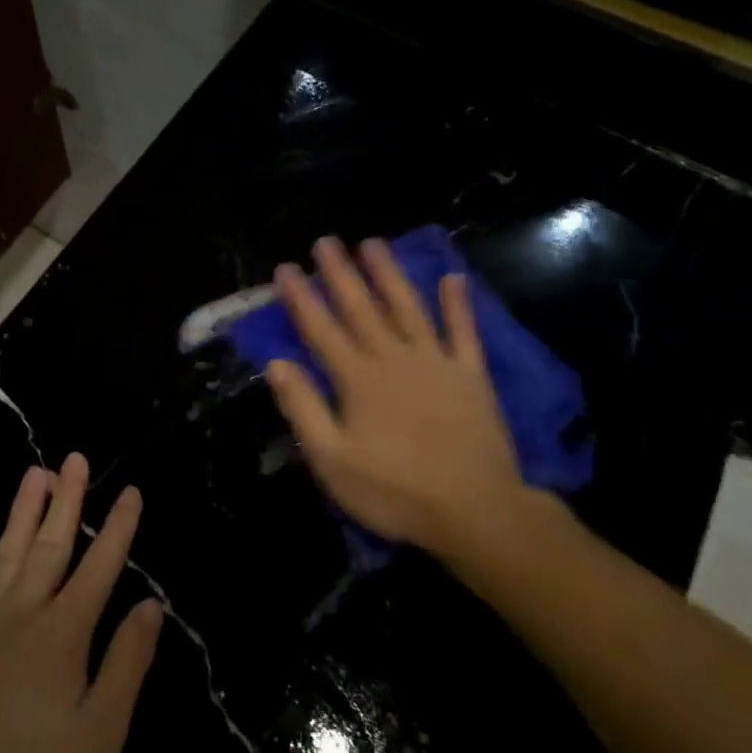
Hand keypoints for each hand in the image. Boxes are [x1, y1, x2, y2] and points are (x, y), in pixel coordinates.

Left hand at [0, 458, 162, 752]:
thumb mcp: (98, 736)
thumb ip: (126, 664)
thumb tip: (151, 605)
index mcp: (63, 633)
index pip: (99, 567)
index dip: (117, 527)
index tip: (130, 490)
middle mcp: (22, 611)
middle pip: (51, 544)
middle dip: (67, 499)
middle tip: (74, 458)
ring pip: (6, 551)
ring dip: (22, 510)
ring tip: (35, 472)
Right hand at [264, 236, 532, 563]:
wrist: (476, 511)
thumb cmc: (395, 491)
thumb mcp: (333, 461)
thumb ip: (304, 409)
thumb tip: (276, 364)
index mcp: (357, 379)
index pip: (320, 329)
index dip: (301, 298)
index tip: (286, 268)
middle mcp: (393, 359)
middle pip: (361, 308)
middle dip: (340, 273)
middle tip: (325, 241)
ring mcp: (435, 362)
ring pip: (407, 308)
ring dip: (389, 274)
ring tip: (373, 243)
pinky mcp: (470, 375)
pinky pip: (463, 332)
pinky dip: (458, 305)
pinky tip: (453, 279)